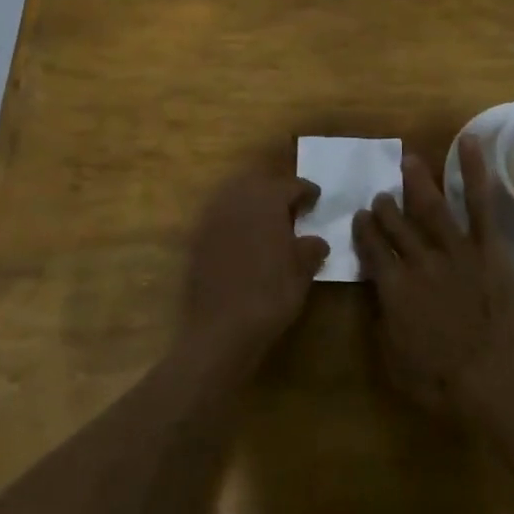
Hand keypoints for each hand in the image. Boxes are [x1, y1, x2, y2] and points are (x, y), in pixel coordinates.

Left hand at [182, 174, 328, 365]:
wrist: (220, 328)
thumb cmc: (270, 294)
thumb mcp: (302, 272)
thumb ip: (311, 249)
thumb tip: (316, 241)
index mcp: (266, 200)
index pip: (290, 185)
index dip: (306, 191)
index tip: (316, 198)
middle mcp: (236, 200)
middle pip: (259, 184)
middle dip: (276, 192)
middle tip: (292, 208)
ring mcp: (212, 218)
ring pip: (236, 198)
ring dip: (253, 204)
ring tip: (269, 223)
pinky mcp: (197, 239)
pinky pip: (221, 218)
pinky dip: (236, 222)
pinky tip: (246, 240)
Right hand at [352, 138, 513, 419]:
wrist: (500, 384)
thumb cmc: (444, 385)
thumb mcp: (395, 362)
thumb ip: (383, 322)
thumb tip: (377, 296)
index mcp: (393, 287)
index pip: (371, 249)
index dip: (363, 230)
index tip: (359, 217)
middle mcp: (419, 259)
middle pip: (396, 224)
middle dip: (384, 207)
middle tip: (380, 195)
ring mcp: (456, 248)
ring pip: (430, 205)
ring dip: (416, 181)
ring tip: (408, 161)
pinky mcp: (490, 247)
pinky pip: (480, 202)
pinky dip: (474, 170)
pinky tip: (469, 141)